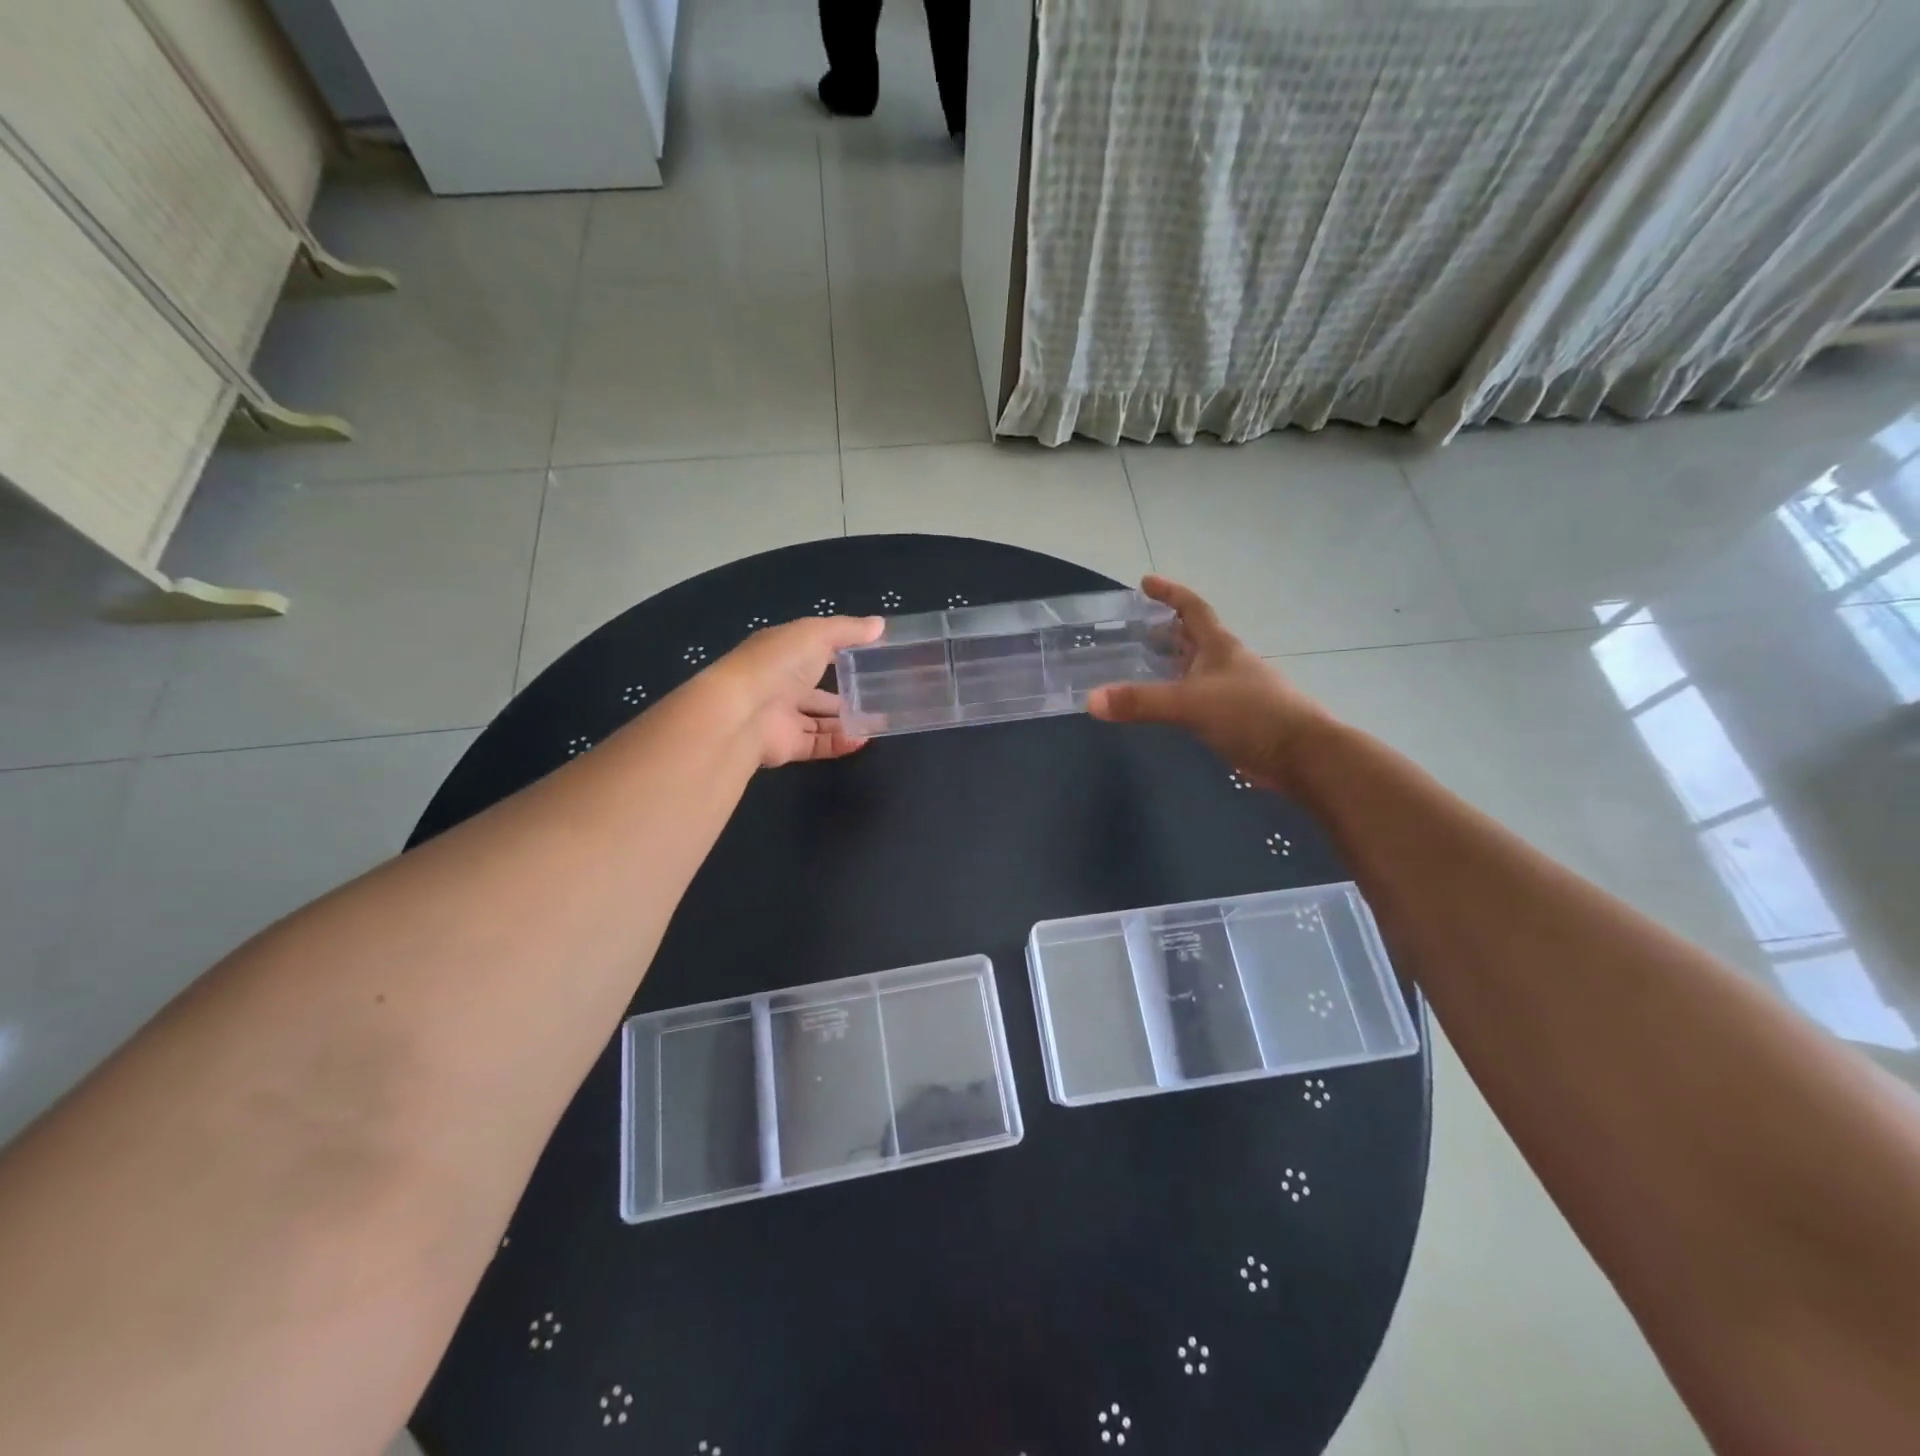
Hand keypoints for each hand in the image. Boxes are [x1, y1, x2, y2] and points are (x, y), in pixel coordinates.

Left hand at [705, 614, 884, 767]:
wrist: (743, 712)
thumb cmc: (778, 663)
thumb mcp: (816, 634)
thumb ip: (848, 630)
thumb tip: (880, 624)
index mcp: (783, 653)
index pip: (814, 651)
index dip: (841, 653)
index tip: (872, 657)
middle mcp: (780, 684)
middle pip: (818, 691)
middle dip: (847, 694)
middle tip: (880, 697)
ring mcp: (782, 717)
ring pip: (820, 721)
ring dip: (848, 721)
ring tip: (880, 721)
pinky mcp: (786, 745)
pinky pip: (818, 744)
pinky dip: (840, 743)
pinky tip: (863, 739)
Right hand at [1087, 576, 1336, 792]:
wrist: (1302, 755)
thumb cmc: (1250, 715)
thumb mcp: (1189, 704)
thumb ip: (1140, 701)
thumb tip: (1091, 700)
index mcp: (1219, 647)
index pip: (1192, 608)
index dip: (1169, 593)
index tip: (1145, 582)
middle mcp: (1227, 662)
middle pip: (1193, 636)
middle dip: (1165, 629)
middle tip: (1134, 629)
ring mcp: (1233, 690)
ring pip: (1196, 667)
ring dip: (1172, 662)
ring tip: (1141, 665)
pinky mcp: (1236, 717)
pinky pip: (1200, 695)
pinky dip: (1179, 693)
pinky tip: (1166, 705)